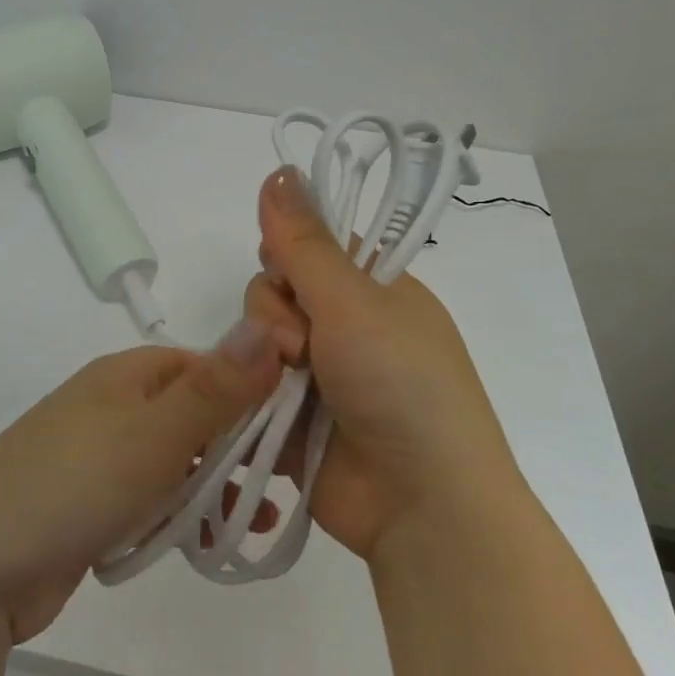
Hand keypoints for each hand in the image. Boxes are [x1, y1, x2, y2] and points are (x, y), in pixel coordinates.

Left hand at [0, 329, 283, 644]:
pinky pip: (149, 499)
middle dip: (238, 449)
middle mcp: (112, 406)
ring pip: (175, 462)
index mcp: (125, 375)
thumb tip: (269, 326)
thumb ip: (216, 389)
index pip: (205, 366)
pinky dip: (178, 516)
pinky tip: (206, 544)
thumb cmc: (73, 485)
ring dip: (214, 488)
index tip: (295, 431)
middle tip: (286, 485)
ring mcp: (98, 455)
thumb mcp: (154, 434)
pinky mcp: (90, 503)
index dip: (252, 391)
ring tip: (253, 524)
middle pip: (193, 415)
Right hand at [243, 167, 522, 563]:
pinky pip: (252, 386)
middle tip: (300, 348)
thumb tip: (278, 169)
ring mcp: (319, 376)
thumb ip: (304, 242)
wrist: (423, 506)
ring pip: (258, 339)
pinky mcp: (292, 418)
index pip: (309, 248)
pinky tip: (256, 407)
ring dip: (264, 359)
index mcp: (374, 292)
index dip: (288, 256)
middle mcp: (346, 328)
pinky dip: (251, 393)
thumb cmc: (401, 387)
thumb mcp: (353, 303)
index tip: (289, 275)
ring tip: (287, 390)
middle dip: (274, 316)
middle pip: (274, 292)